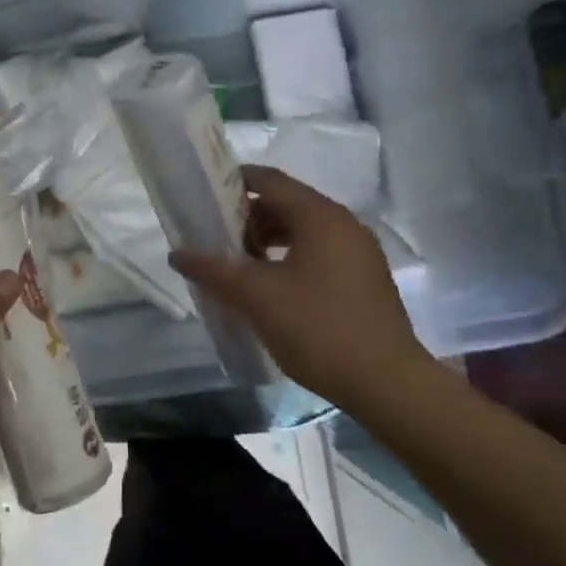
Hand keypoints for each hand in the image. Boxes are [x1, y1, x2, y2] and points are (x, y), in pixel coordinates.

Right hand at [171, 165, 432, 411]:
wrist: (389, 385)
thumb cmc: (319, 328)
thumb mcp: (256, 297)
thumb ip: (213, 270)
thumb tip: (176, 253)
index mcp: (319, 216)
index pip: (268, 180)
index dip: (232, 182)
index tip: (202, 195)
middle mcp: (343, 223)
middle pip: (285, 203)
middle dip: (246, 216)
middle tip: (213, 236)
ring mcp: (358, 252)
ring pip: (302, 230)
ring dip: (266, 239)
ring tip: (236, 263)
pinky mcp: (364, 278)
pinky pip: (318, 252)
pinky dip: (288, 257)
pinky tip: (269, 286)